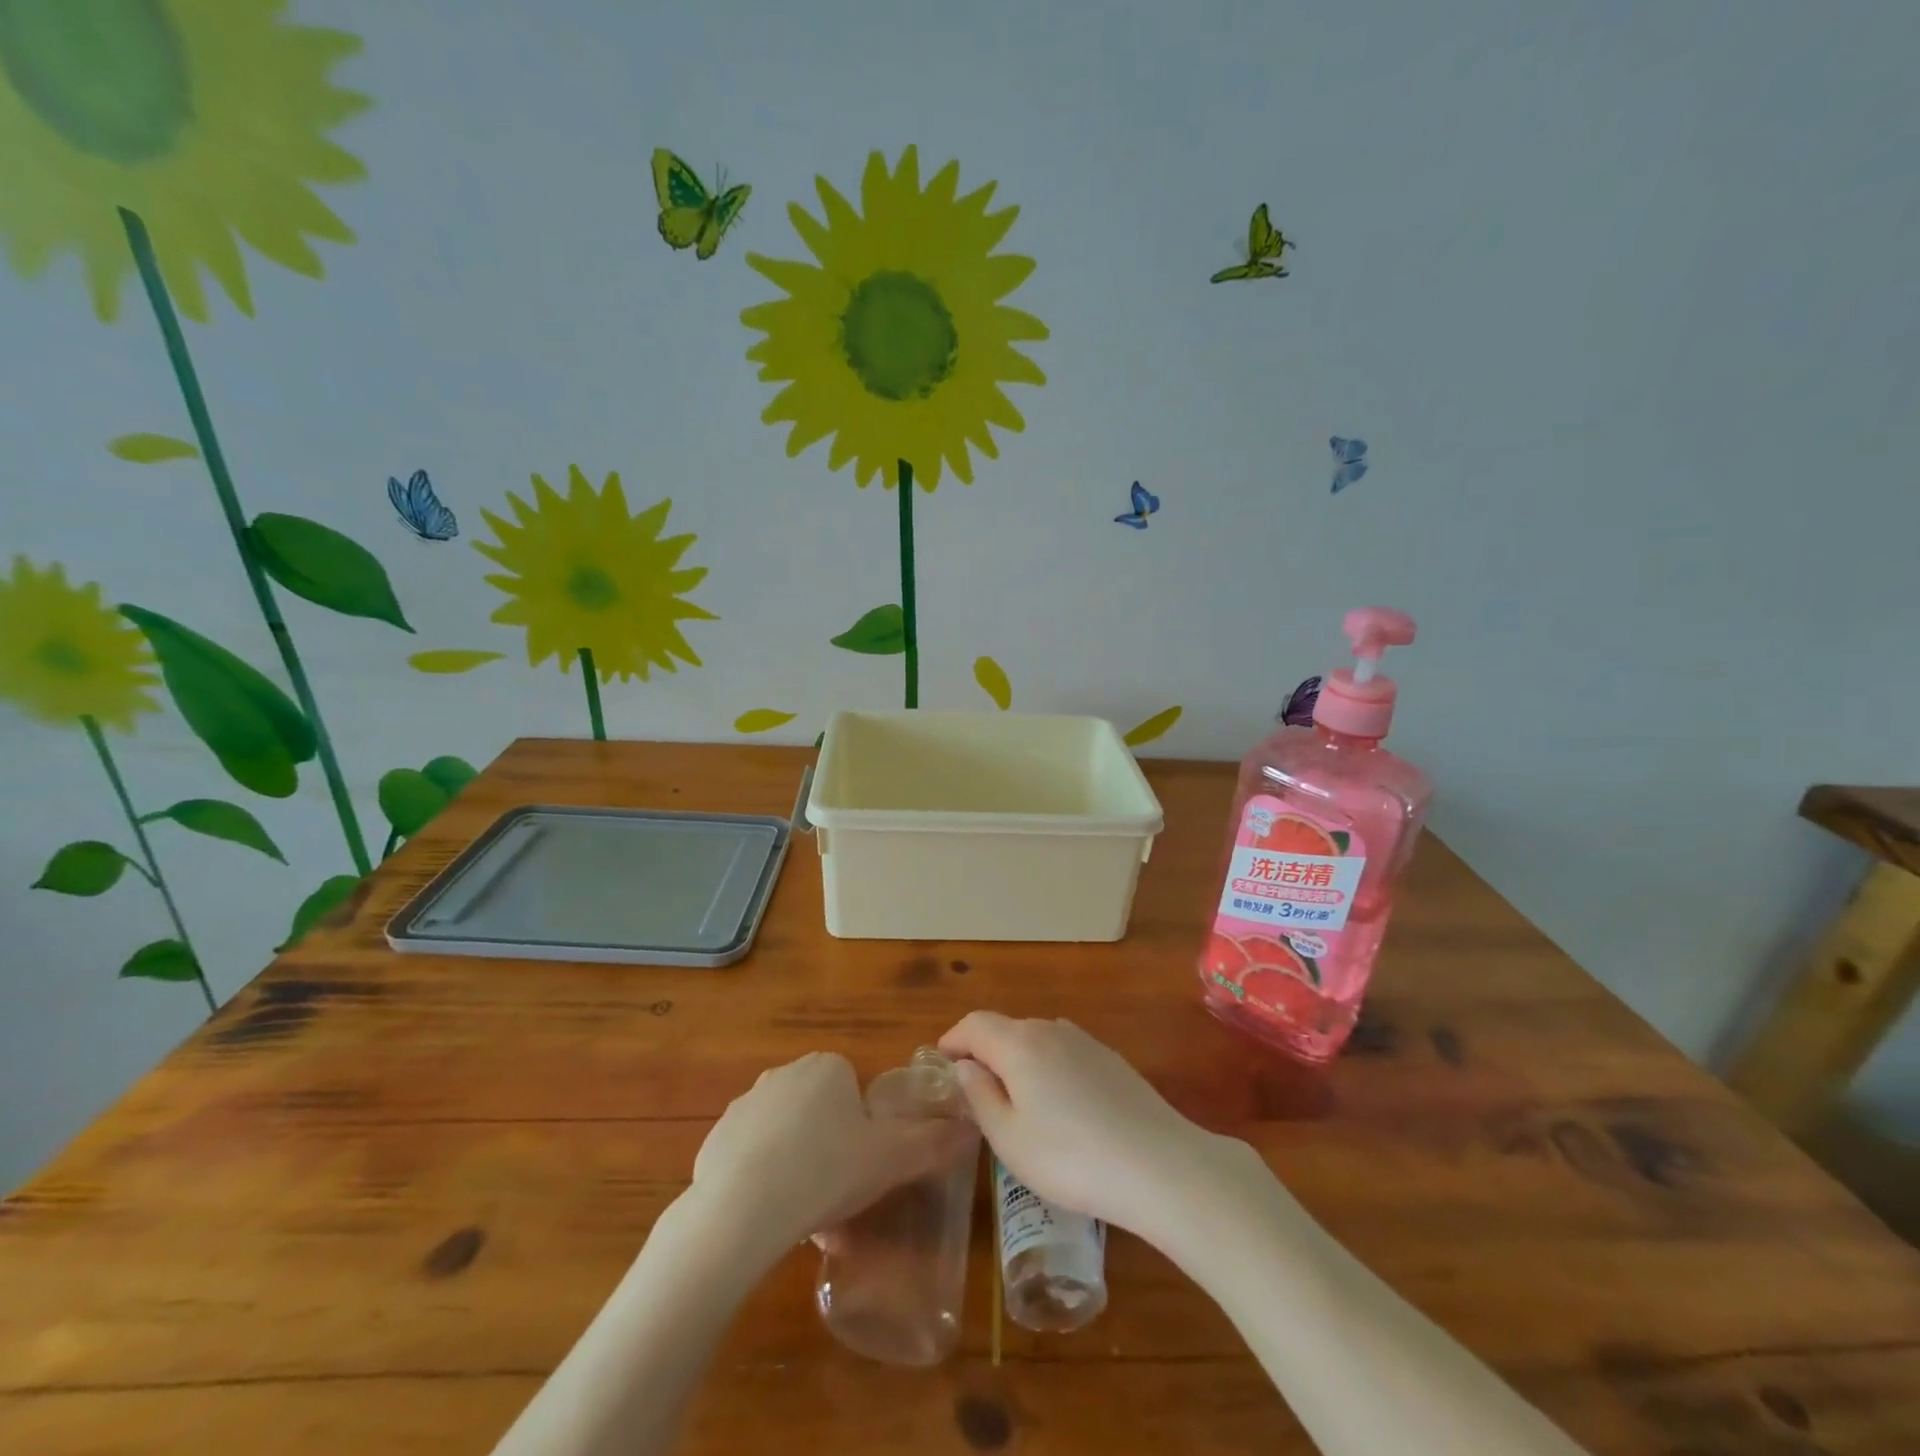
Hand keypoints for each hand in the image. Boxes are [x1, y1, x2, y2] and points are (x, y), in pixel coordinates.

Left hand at [688, 1052, 975, 1263]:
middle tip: (839, 1196)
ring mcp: (746, 1104)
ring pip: (787, 1137)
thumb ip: (932, 1142)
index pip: (854, 1092)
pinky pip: (752, 1157)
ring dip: (799, 1167)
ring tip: (806, 1218)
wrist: (741, 1212)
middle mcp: (785, 1073)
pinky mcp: (716, 1138)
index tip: (863, 1168)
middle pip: (821, 1113)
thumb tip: (970, 1128)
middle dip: (832, 1150)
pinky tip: (769, 1216)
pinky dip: (764, 1180)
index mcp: (828, 1066)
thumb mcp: (890, 1160)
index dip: (864, 1132)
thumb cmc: (826, 1172)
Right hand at [938, 1013, 1239, 1239]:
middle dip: (985, 1051)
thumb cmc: (1070, 1158)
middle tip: (974, 1090)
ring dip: (1018, 1059)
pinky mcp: (1112, 1060)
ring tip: (1016, 1100)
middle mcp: (1051, 1029)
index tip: (940, 1061)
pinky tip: (1059, 1106)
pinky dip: (1048, 1067)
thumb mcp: (1010, 1139)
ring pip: (1038, 1039)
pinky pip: (1065, 1052)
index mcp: (1019, 1044)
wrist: (1159, 1165)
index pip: (975, 1024)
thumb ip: (980, 1096)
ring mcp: (1086, 1042)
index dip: (953, 1039)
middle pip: (1006, 1029)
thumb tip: (965, 1066)